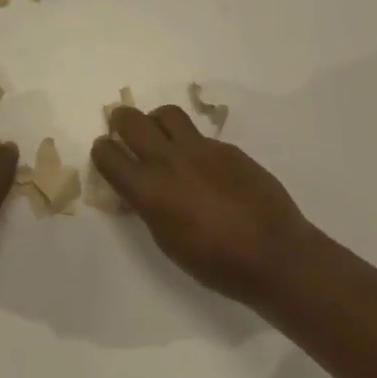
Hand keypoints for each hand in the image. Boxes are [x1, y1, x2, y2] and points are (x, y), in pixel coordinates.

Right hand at [92, 105, 320, 306]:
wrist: (273, 254)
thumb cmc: (215, 263)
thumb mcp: (167, 240)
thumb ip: (148, 207)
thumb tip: (139, 190)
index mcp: (149, 190)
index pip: (108, 154)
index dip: (102, 152)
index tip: (106, 154)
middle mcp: (169, 160)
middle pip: (131, 120)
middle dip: (120, 121)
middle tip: (123, 129)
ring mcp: (200, 149)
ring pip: (166, 114)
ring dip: (155, 121)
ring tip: (160, 136)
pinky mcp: (227, 148)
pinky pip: (199, 135)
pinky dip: (190, 143)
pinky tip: (201, 166)